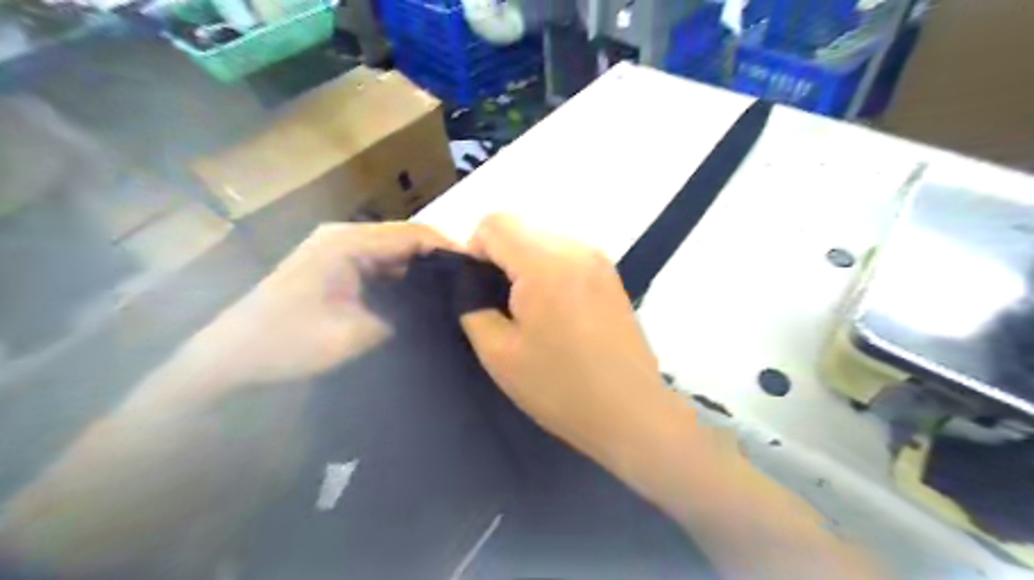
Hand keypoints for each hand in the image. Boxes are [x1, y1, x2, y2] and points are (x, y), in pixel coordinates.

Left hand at [184, 221, 454, 393]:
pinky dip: (403, 281)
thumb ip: (403, 317)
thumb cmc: (287, 343)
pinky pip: (381, 267)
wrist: (228, 359)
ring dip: (422, 272)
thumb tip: (440, 309)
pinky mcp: (336, 268)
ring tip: (453, 295)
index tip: (479, 273)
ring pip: (395, 254)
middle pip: (406, 240)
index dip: (449, 250)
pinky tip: (421, 300)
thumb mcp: (354, 335)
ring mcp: (339, 251)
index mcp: (347, 242)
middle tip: (470, 287)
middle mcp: (345, 237)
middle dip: (439, 262)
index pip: (413, 234)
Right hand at [461, 216, 669, 469]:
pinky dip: (549, 271)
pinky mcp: (611, 275)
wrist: (631, 411)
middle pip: (520, 227)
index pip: (494, 224)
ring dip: (526, 264)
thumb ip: (473, 305)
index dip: (474, 251)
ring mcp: (599, 260)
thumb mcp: (499, 353)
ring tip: (533, 312)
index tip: (479, 290)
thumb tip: (471, 281)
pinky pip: (566, 255)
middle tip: (503, 306)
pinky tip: (557, 312)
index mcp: (546, 265)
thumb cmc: (561, 387)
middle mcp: (576, 249)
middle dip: (500, 258)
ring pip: (542, 239)